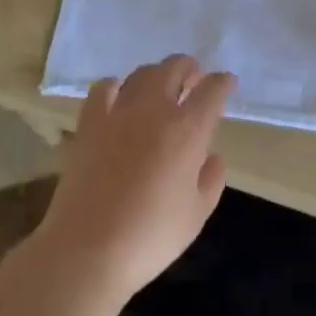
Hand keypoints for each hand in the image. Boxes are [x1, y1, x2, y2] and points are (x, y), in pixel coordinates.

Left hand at [32, 55, 234, 305]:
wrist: (88, 248)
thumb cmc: (151, 236)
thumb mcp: (197, 215)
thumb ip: (211, 179)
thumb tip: (212, 156)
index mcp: (188, 130)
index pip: (212, 91)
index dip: (223, 83)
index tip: (227, 82)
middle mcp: (155, 109)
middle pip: (174, 68)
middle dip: (189, 67)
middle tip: (195, 75)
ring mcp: (119, 111)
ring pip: (142, 74)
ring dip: (158, 73)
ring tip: (162, 83)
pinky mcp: (89, 122)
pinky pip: (103, 89)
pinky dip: (115, 85)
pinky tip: (118, 93)